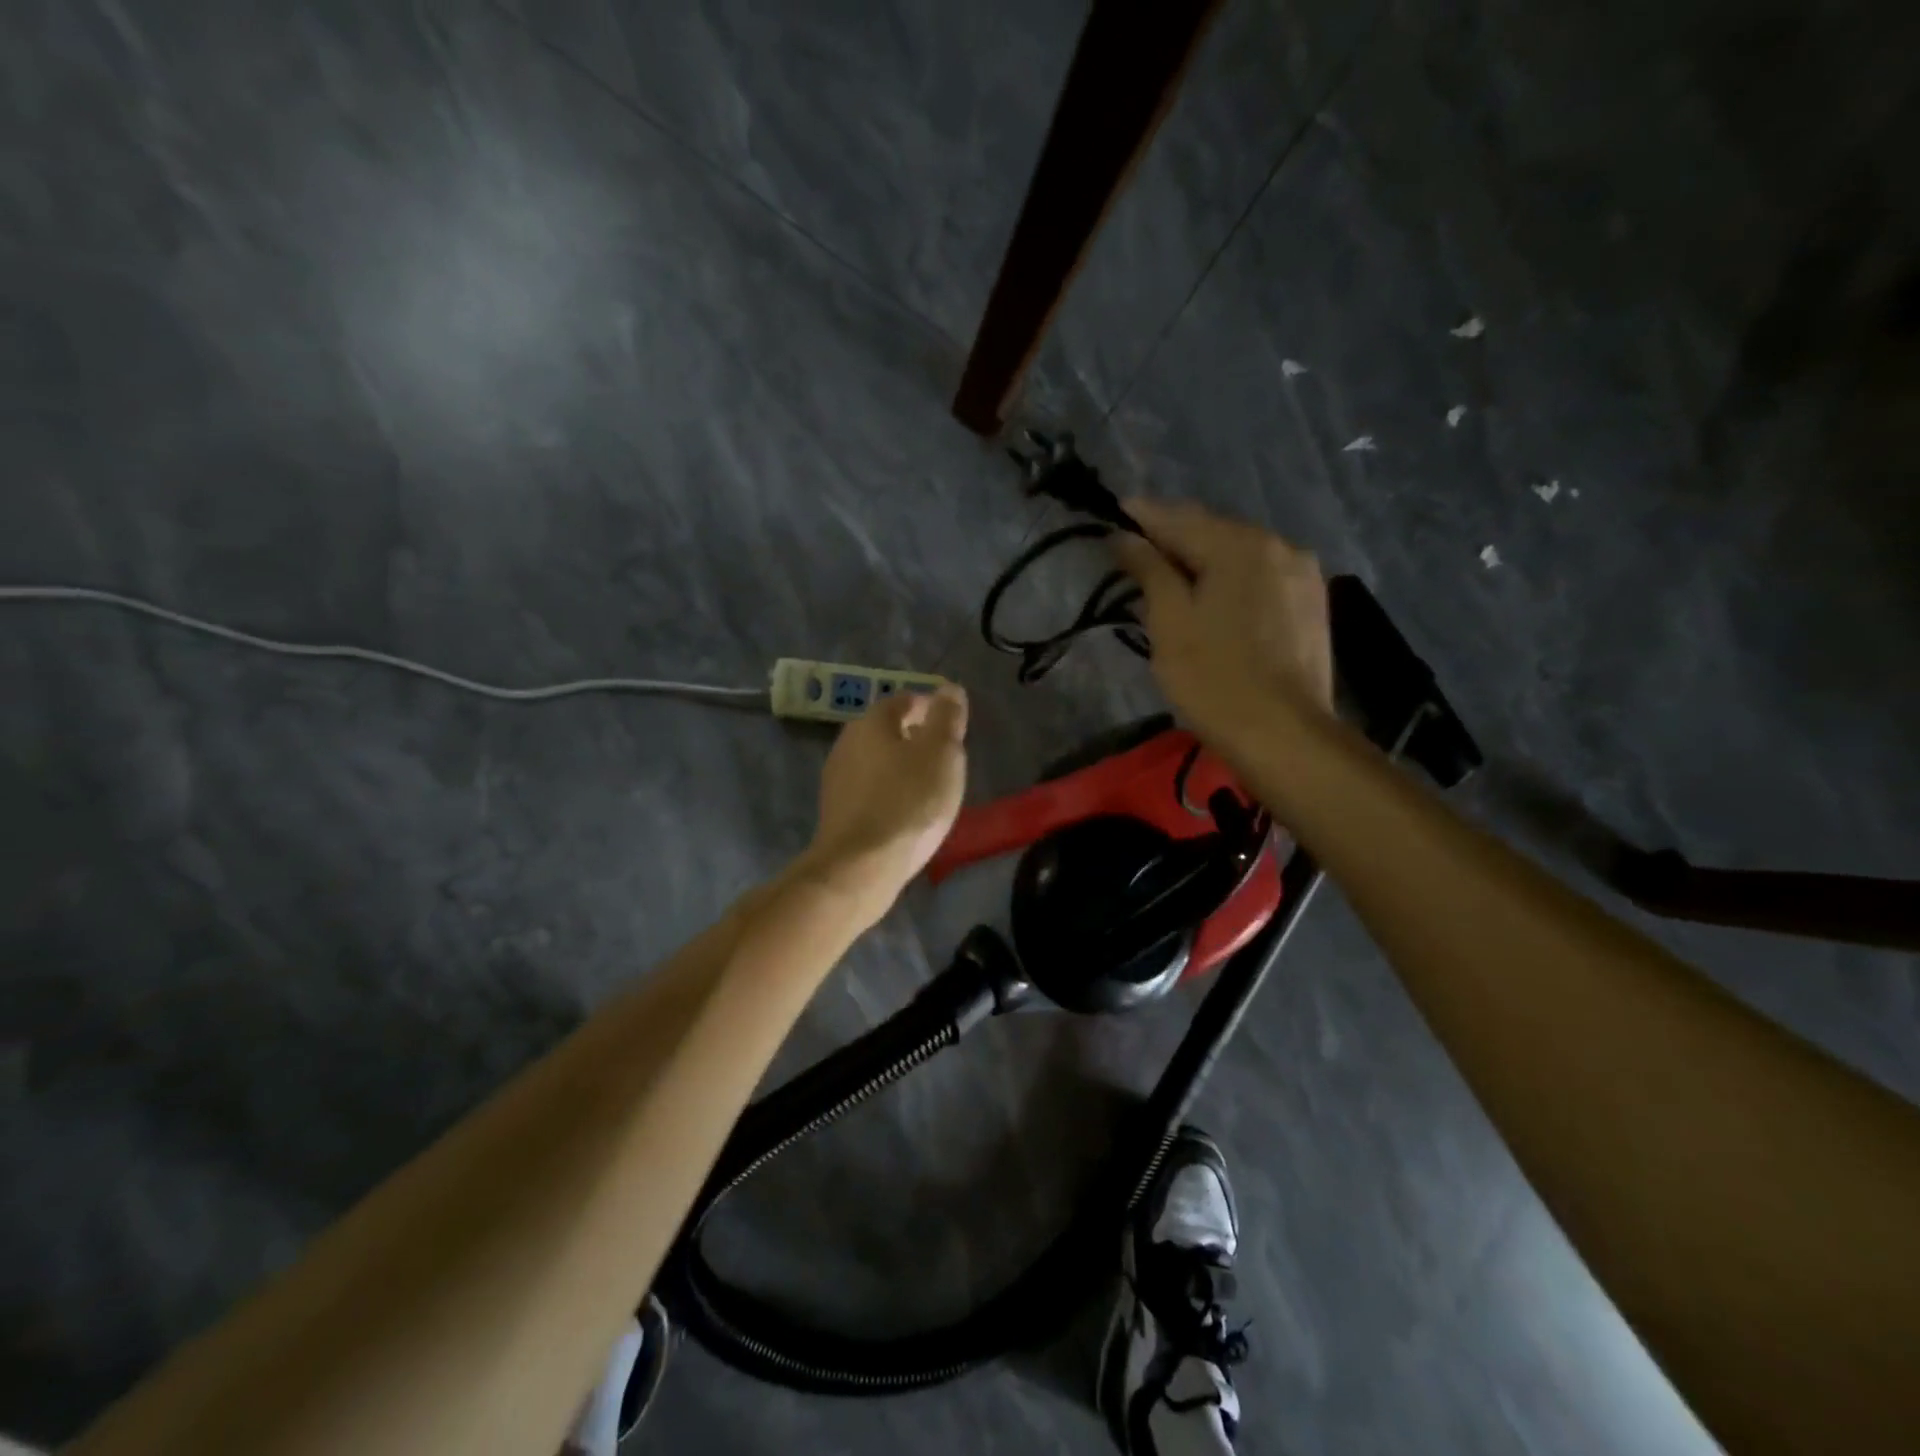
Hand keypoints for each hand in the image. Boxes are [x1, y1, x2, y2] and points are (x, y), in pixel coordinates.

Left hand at [803, 685, 968, 914]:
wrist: (861, 866)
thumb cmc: (908, 801)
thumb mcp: (941, 752)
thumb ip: (946, 717)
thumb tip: (949, 688)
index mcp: (872, 722)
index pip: (904, 701)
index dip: (931, 709)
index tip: (953, 728)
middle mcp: (847, 743)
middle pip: (887, 731)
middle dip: (916, 738)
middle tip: (945, 758)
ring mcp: (837, 779)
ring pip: (877, 762)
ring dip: (902, 767)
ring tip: (930, 788)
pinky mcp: (836, 812)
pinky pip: (870, 791)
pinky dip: (890, 793)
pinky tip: (907, 814)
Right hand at [1112, 499, 1332, 752]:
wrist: (1284, 734)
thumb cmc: (1213, 678)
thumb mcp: (1169, 622)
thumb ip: (1148, 570)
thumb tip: (1125, 536)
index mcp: (1240, 544)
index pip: (1179, 518)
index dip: (1142, 516)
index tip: (1114, 515)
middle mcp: (1278, 545)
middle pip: (1213, 530)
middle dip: (1174, 537)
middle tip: (1136, 549)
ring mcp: (1302, 573)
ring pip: (1240, 553)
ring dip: (1204, 558)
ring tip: (1172, 574)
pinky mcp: (1312, 602)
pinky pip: (1261, 575)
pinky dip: (1231, 577)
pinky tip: (1214, 596)